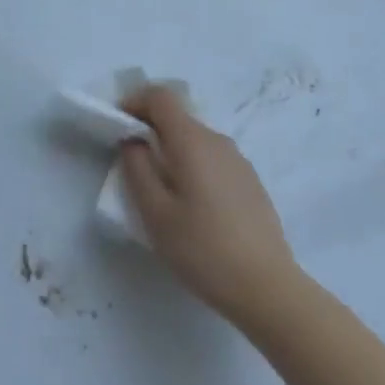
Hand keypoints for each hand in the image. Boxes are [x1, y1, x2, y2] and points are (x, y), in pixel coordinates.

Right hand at [119, 85, 298, 327]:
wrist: (267, 288)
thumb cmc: (202, 249)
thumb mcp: (155, 213)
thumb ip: (137, 169)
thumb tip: (134, 142)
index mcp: (192, 141)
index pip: (160, 96)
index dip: (134, 101)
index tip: (117, 126)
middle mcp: (218, 141)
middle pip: (178, 117)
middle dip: (149, 128)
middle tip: (130, 162)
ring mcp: (239, 161)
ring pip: (195, 139)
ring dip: (171, 149)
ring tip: (159, 189)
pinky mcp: (250, 181)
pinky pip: (212, 158)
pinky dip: (191, 165)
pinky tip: (191, 205)